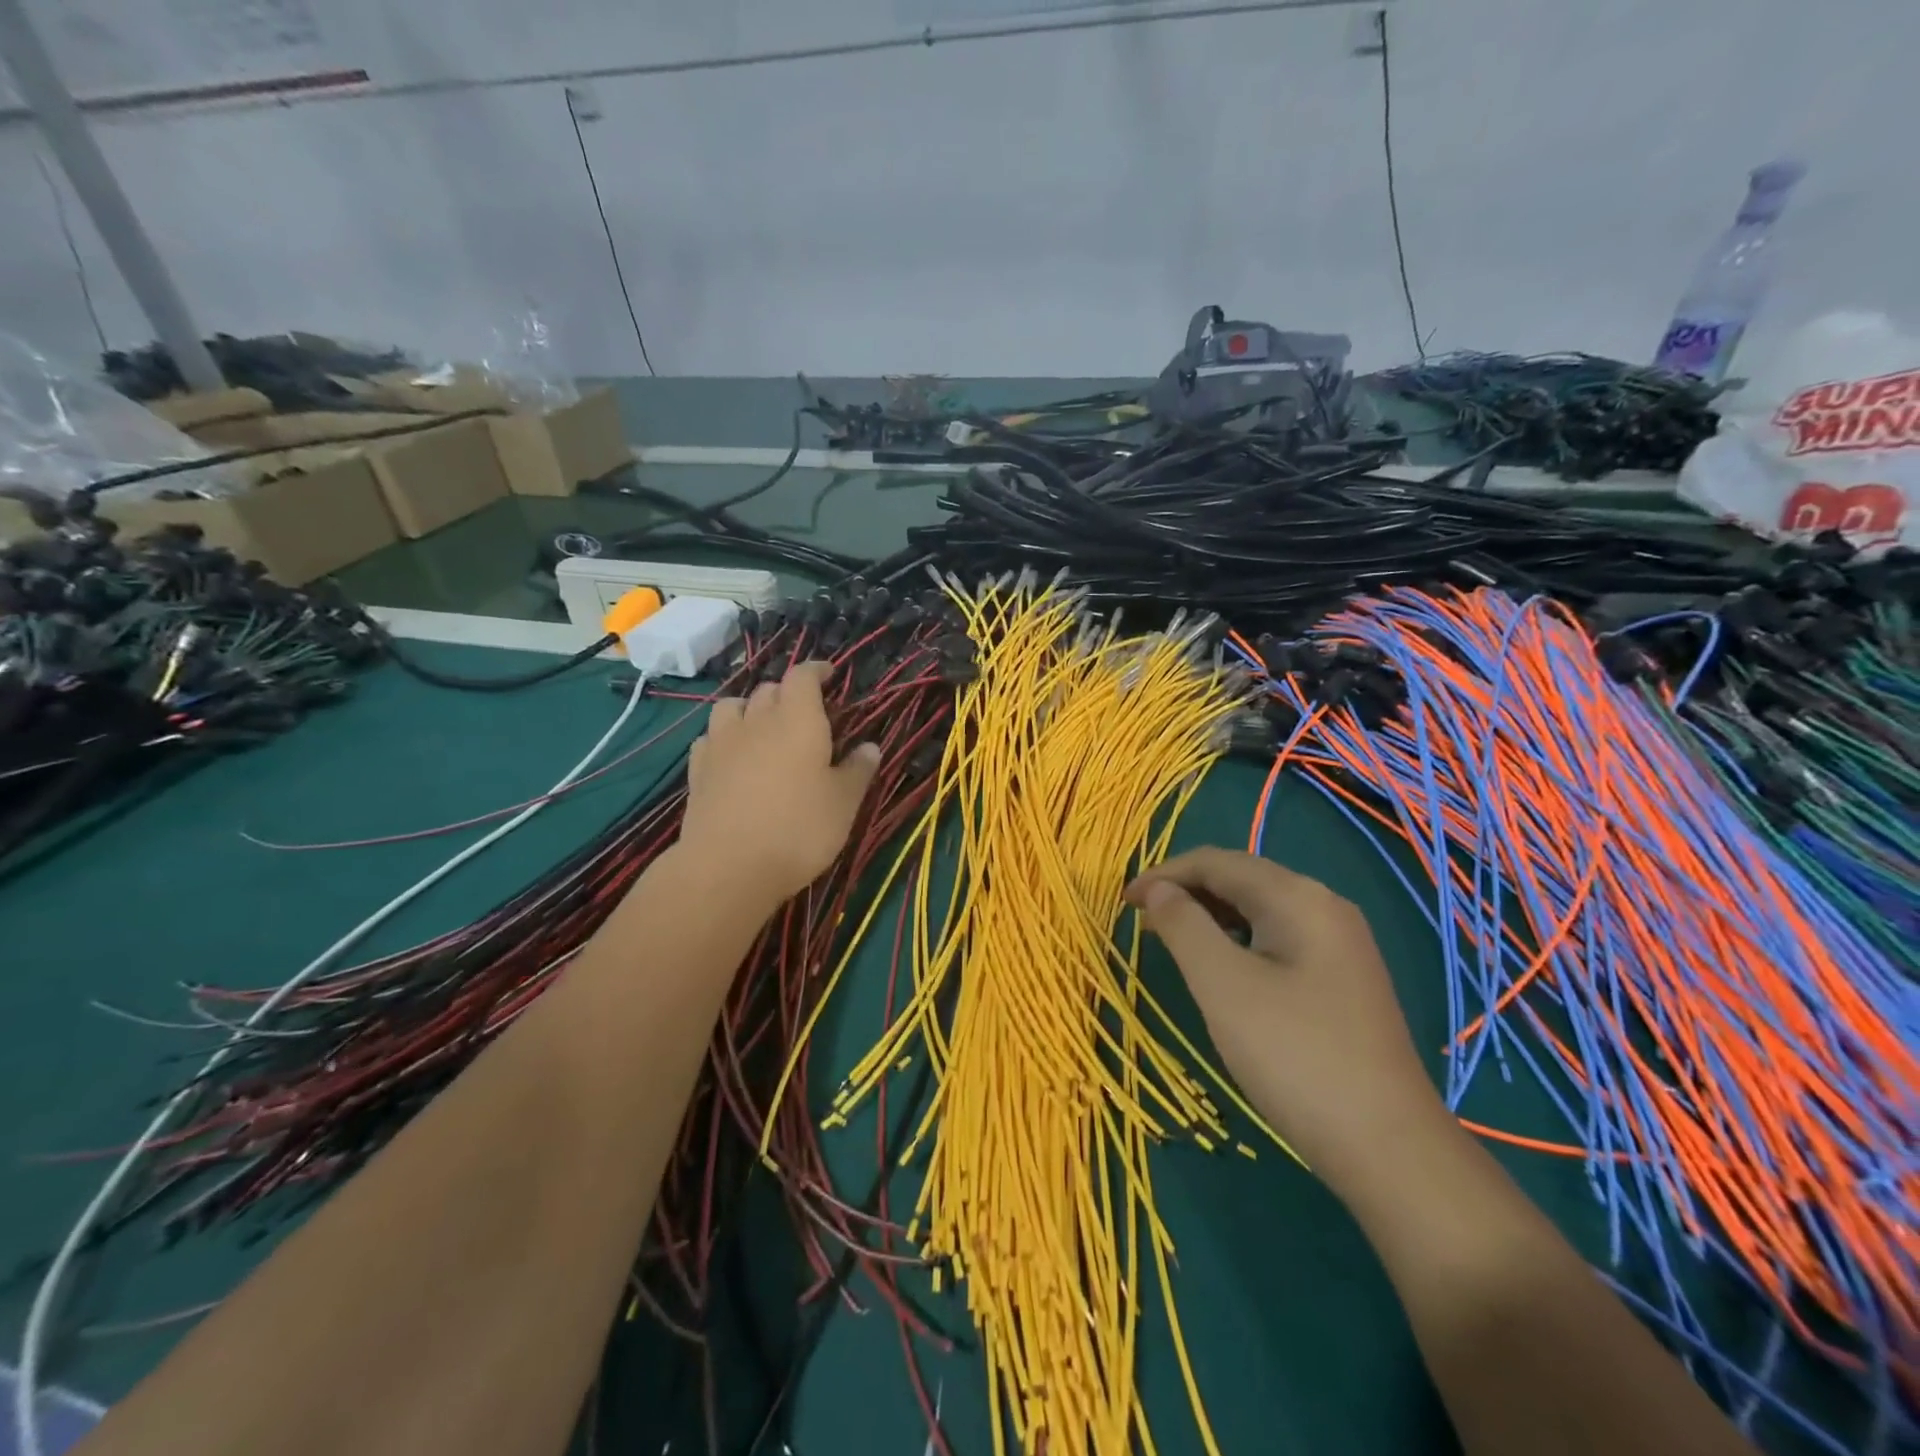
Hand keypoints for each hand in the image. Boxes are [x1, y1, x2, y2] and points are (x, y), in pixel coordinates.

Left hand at [679, 661, 880, 909]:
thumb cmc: (799, 829)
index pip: (803, 676)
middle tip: (804, 711)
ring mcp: (722, 744)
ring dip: (749, 708)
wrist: (729, 866)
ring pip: (733, 706)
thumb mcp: (843, 803)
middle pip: (769, 689)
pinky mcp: (698, 770)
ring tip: (762, 726)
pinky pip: (710, 738)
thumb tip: (870, 746)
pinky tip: (732, 755)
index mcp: (799, 720)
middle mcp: (757, 721)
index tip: (829, 674)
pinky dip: (724, 737)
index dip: (816, 670)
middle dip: (787, 692)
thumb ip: (858, 770)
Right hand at [1126, 848, 1452, 1198]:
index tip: (1123, 902)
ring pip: (1259, 909)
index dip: (1164, 874)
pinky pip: (1277, 937)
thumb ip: (1184, 925)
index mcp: (1298, 897)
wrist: (1389, 1148)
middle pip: (1241, 878)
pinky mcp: (1343, 978)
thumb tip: (1159, 890)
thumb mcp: (1223, 985)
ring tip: (1170, 939)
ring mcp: (1340, 944)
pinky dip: (1237, 939)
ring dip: (1209, 915)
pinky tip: (1220, 967)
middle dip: (1186, 891)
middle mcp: (1324, 907)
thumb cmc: (1293, 1056)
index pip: (1217, 862)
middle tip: (1141, 920)